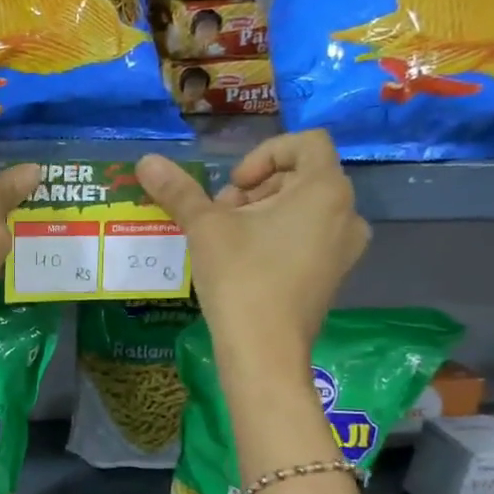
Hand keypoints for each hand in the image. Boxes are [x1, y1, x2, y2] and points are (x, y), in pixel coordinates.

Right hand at [135, 130, 367, 365]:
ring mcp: (344, 247)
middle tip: (222, 214)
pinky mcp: (333, 274)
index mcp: (325, 190)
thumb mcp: (205, 227)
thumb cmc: (241, 278)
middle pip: (301, 175)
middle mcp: (346, 213)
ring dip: (263, 211)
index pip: (306, 143)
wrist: (264, 351)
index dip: (264, 154)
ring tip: (228, 239)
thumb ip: (179, 190)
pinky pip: (308, 236)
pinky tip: (245, 261)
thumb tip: (146, 160)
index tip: (234, 185)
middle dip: (257, 187)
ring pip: (303, 208)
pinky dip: (277, 236)